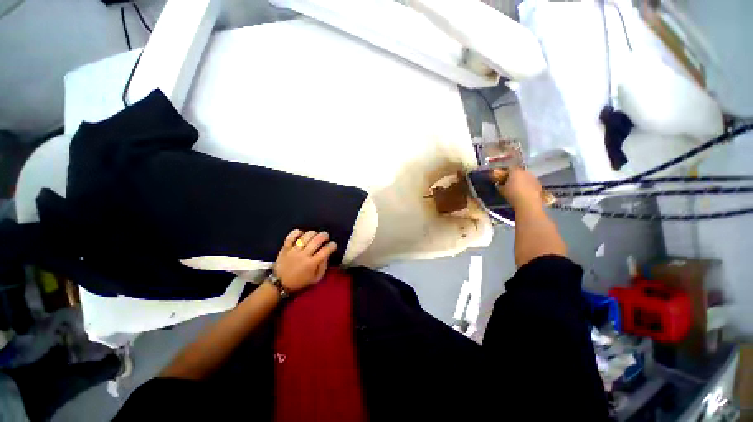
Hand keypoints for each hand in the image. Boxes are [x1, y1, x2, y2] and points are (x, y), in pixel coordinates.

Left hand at [273, 229, 337, 292]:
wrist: (279, 284)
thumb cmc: (300, 282)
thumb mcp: (316, 278)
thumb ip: (323, 266)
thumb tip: (327, 254)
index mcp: (312, 263)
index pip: (326, 250)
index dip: (332, 245)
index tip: (333, 245)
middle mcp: (304, 255)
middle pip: (317, 240)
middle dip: (324, 236)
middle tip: (326, 236)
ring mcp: (293, 250)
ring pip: (306, 236)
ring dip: (313, 233)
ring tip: (315, 235)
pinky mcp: (285, 248)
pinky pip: (291, 236)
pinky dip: (297, 232)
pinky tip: (301, 233)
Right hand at [495, 167, 543, 210]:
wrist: (528, 203)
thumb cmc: (513, 195)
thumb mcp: (502, 190)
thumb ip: (499, 185)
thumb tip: (498, 184)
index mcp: (515, 171)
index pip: (509, 168)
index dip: (505, 172)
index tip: (502, 177)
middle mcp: (525, 172)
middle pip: (518, 171)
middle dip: (514, 176)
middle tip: (510, 183)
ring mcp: (533, 177)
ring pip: (525, 176)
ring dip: (522, 180)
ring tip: (518, 188)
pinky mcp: (539, 183)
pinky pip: (531, 182)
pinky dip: (528, 185)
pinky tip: (525, 192)